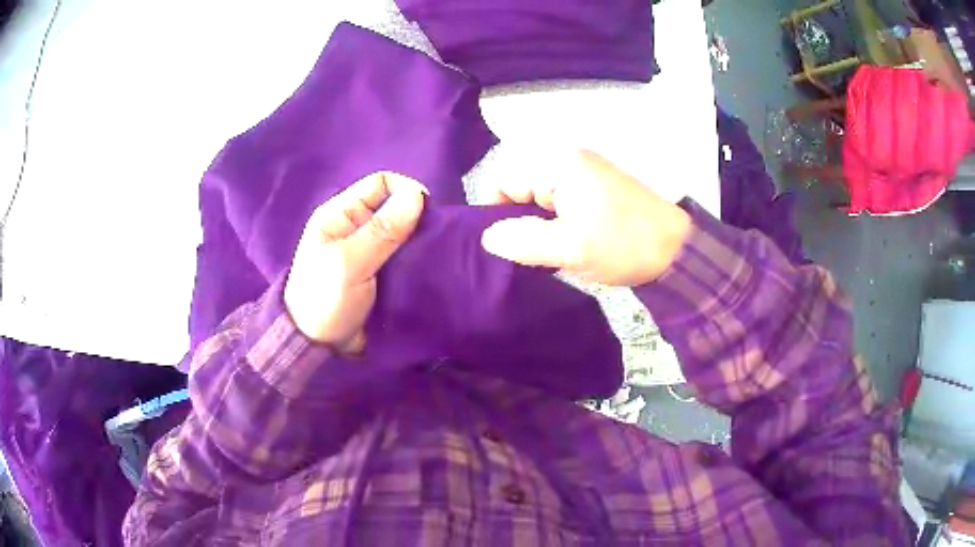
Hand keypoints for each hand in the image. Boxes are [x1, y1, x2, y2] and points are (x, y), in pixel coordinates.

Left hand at [284, 172, 426, 351]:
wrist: (319, 347)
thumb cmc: (325, 300)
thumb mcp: (349, 263)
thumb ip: (381, 231)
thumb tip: (417, 195)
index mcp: (341, 214)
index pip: (381, 184)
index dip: (406, 191)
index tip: (428, 216)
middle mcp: (357, 226)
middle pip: (396, 207)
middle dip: (418, 219)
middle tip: (434, 240)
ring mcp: (370, 251)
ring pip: (405, 233)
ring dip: (420, 241)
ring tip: (436, 255)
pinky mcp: (382, 273)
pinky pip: (406, 256)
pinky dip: (418, 259)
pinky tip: (429, 268)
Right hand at [481, 150, 691, 286]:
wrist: (676, 249)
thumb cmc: (623, 244)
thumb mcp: (569, 248)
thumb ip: (523, 241)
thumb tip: (488, 238)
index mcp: (558, 164)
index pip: (503, 181)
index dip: (495, 214)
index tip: (504, 248)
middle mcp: (567, 161)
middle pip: (520, 189)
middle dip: (519, 223)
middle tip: (528, 256)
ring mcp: (583, 174)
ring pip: (540, 200)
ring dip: (539, 227)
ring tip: (548, 254)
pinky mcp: (595, 189)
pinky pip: (560, 204)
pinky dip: (556, 225)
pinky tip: (565, 246)